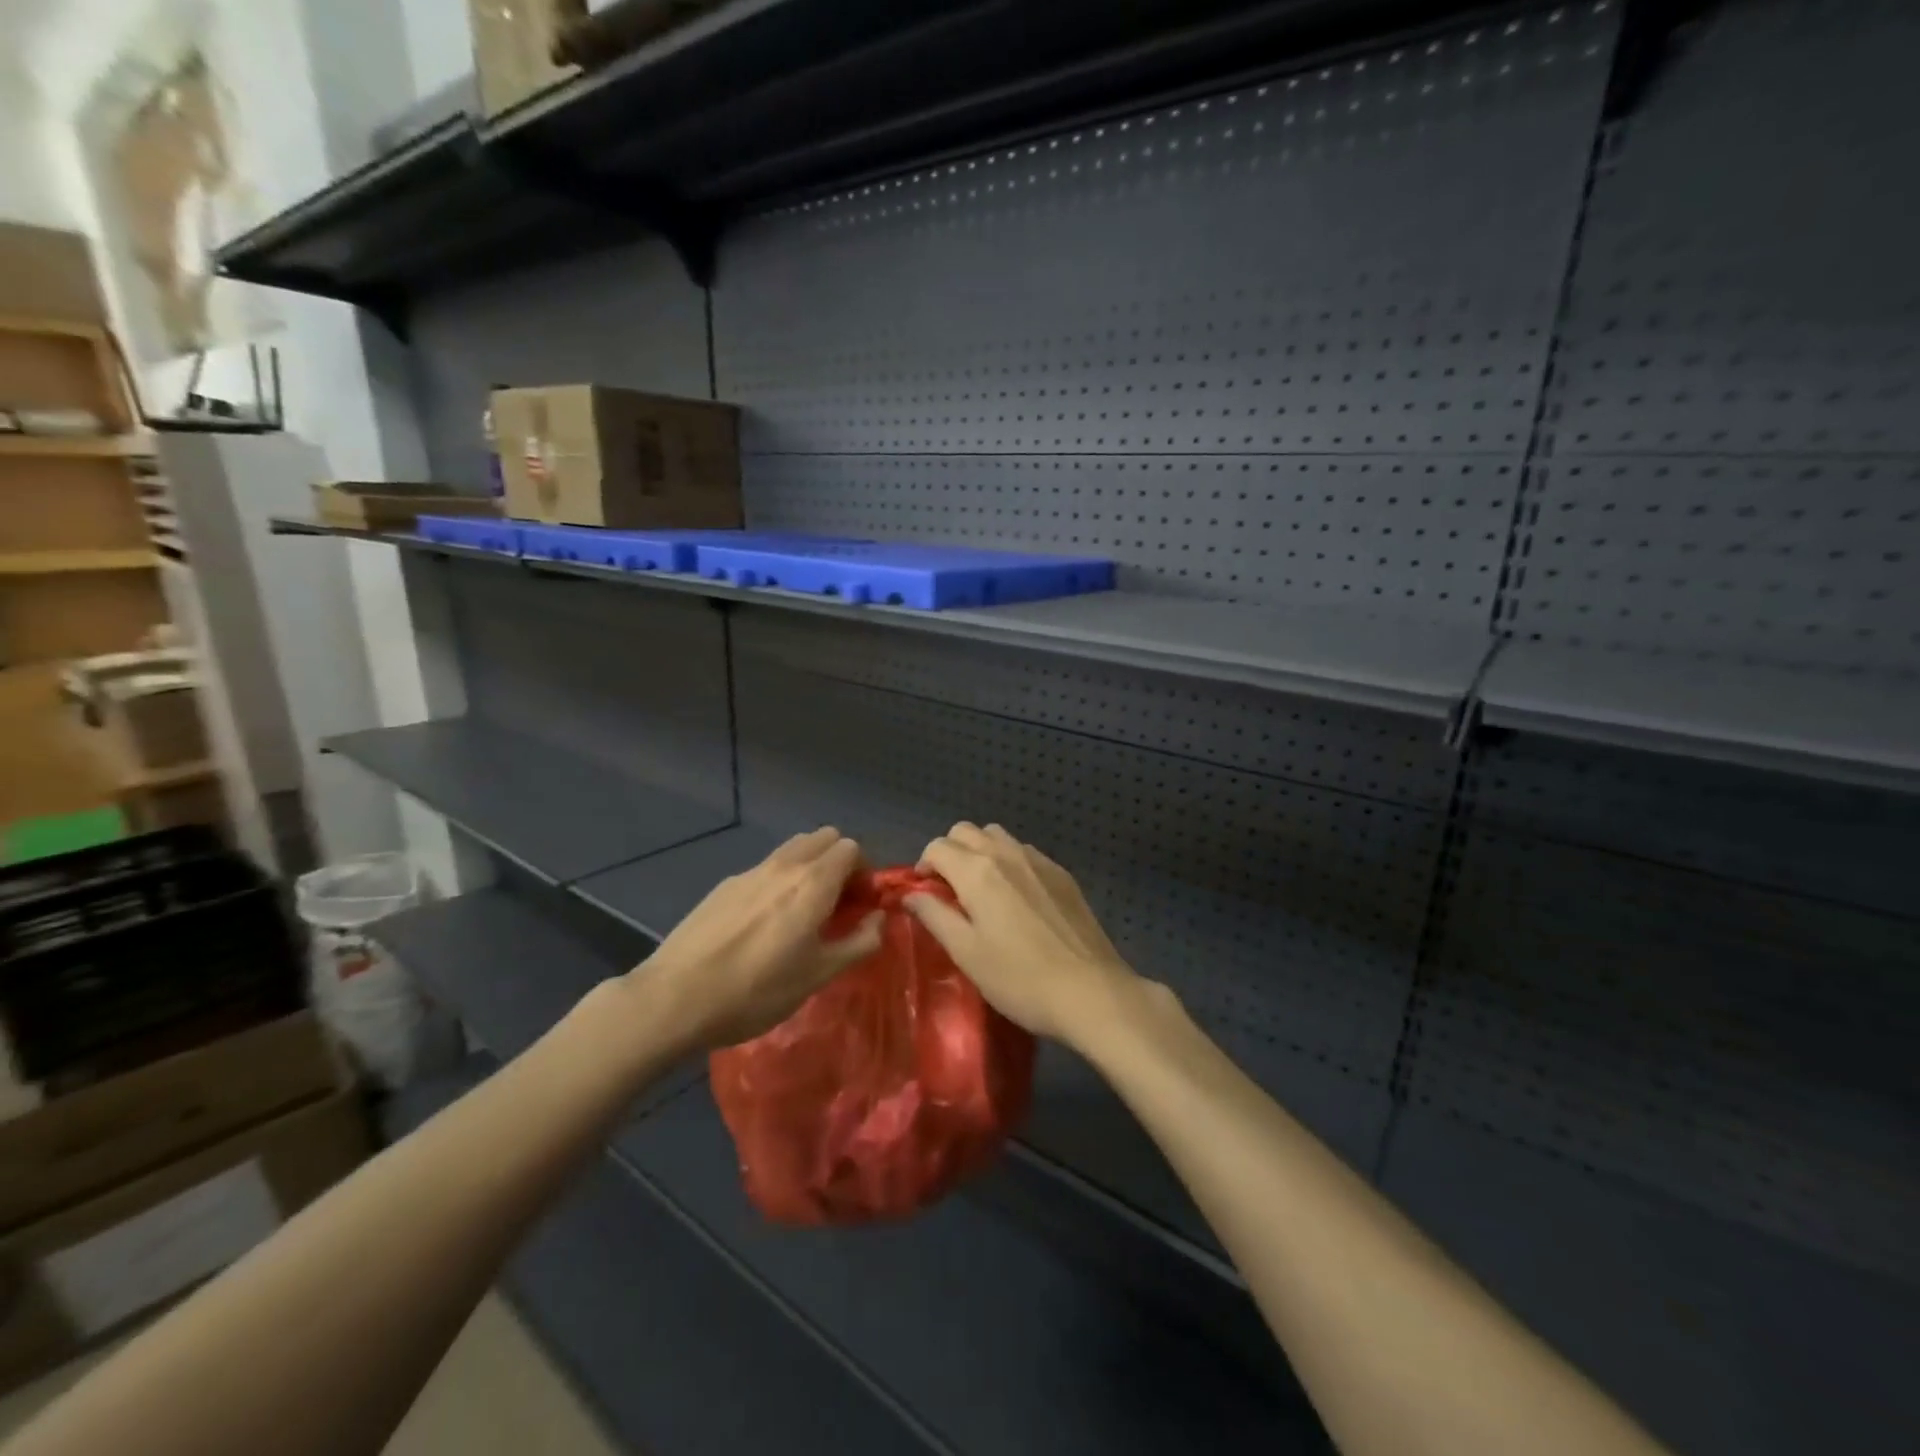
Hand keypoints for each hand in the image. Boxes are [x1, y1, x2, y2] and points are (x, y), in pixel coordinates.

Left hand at [635, 828, 881, 1051]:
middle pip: (823, 838)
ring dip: (809, 868)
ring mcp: (750, 871)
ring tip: (802, 912)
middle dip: (839, 862)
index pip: (851, 848)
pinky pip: (765, 869)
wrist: (676, 998)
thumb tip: (878, 920)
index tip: (859, 906)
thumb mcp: (819, 975)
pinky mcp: (724, 885)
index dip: (863, 873)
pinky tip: (763, 925)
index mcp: (813, 882)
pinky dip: (779, 881)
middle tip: (836, 903)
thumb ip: (859, 942)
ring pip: (793, 849)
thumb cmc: (756, 990)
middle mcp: (784, 865)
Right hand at [906, 823, 1142, 1047]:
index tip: (925, 894)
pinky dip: (1009, 862)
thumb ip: (935, 916)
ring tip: (982, 891)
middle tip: (949, 890)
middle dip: (950, 852)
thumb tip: (911, 894)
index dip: (923, 866)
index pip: (937, 847)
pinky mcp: (1062, 874)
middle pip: (966, 831)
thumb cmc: (1018, 978)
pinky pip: (1025, 852)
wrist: (1090, 990)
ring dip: (980, 852)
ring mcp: (1039, 860)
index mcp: (977, 870)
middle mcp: (1006, 853)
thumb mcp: (966, 953)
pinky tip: (1017, 898)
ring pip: (997, 836)